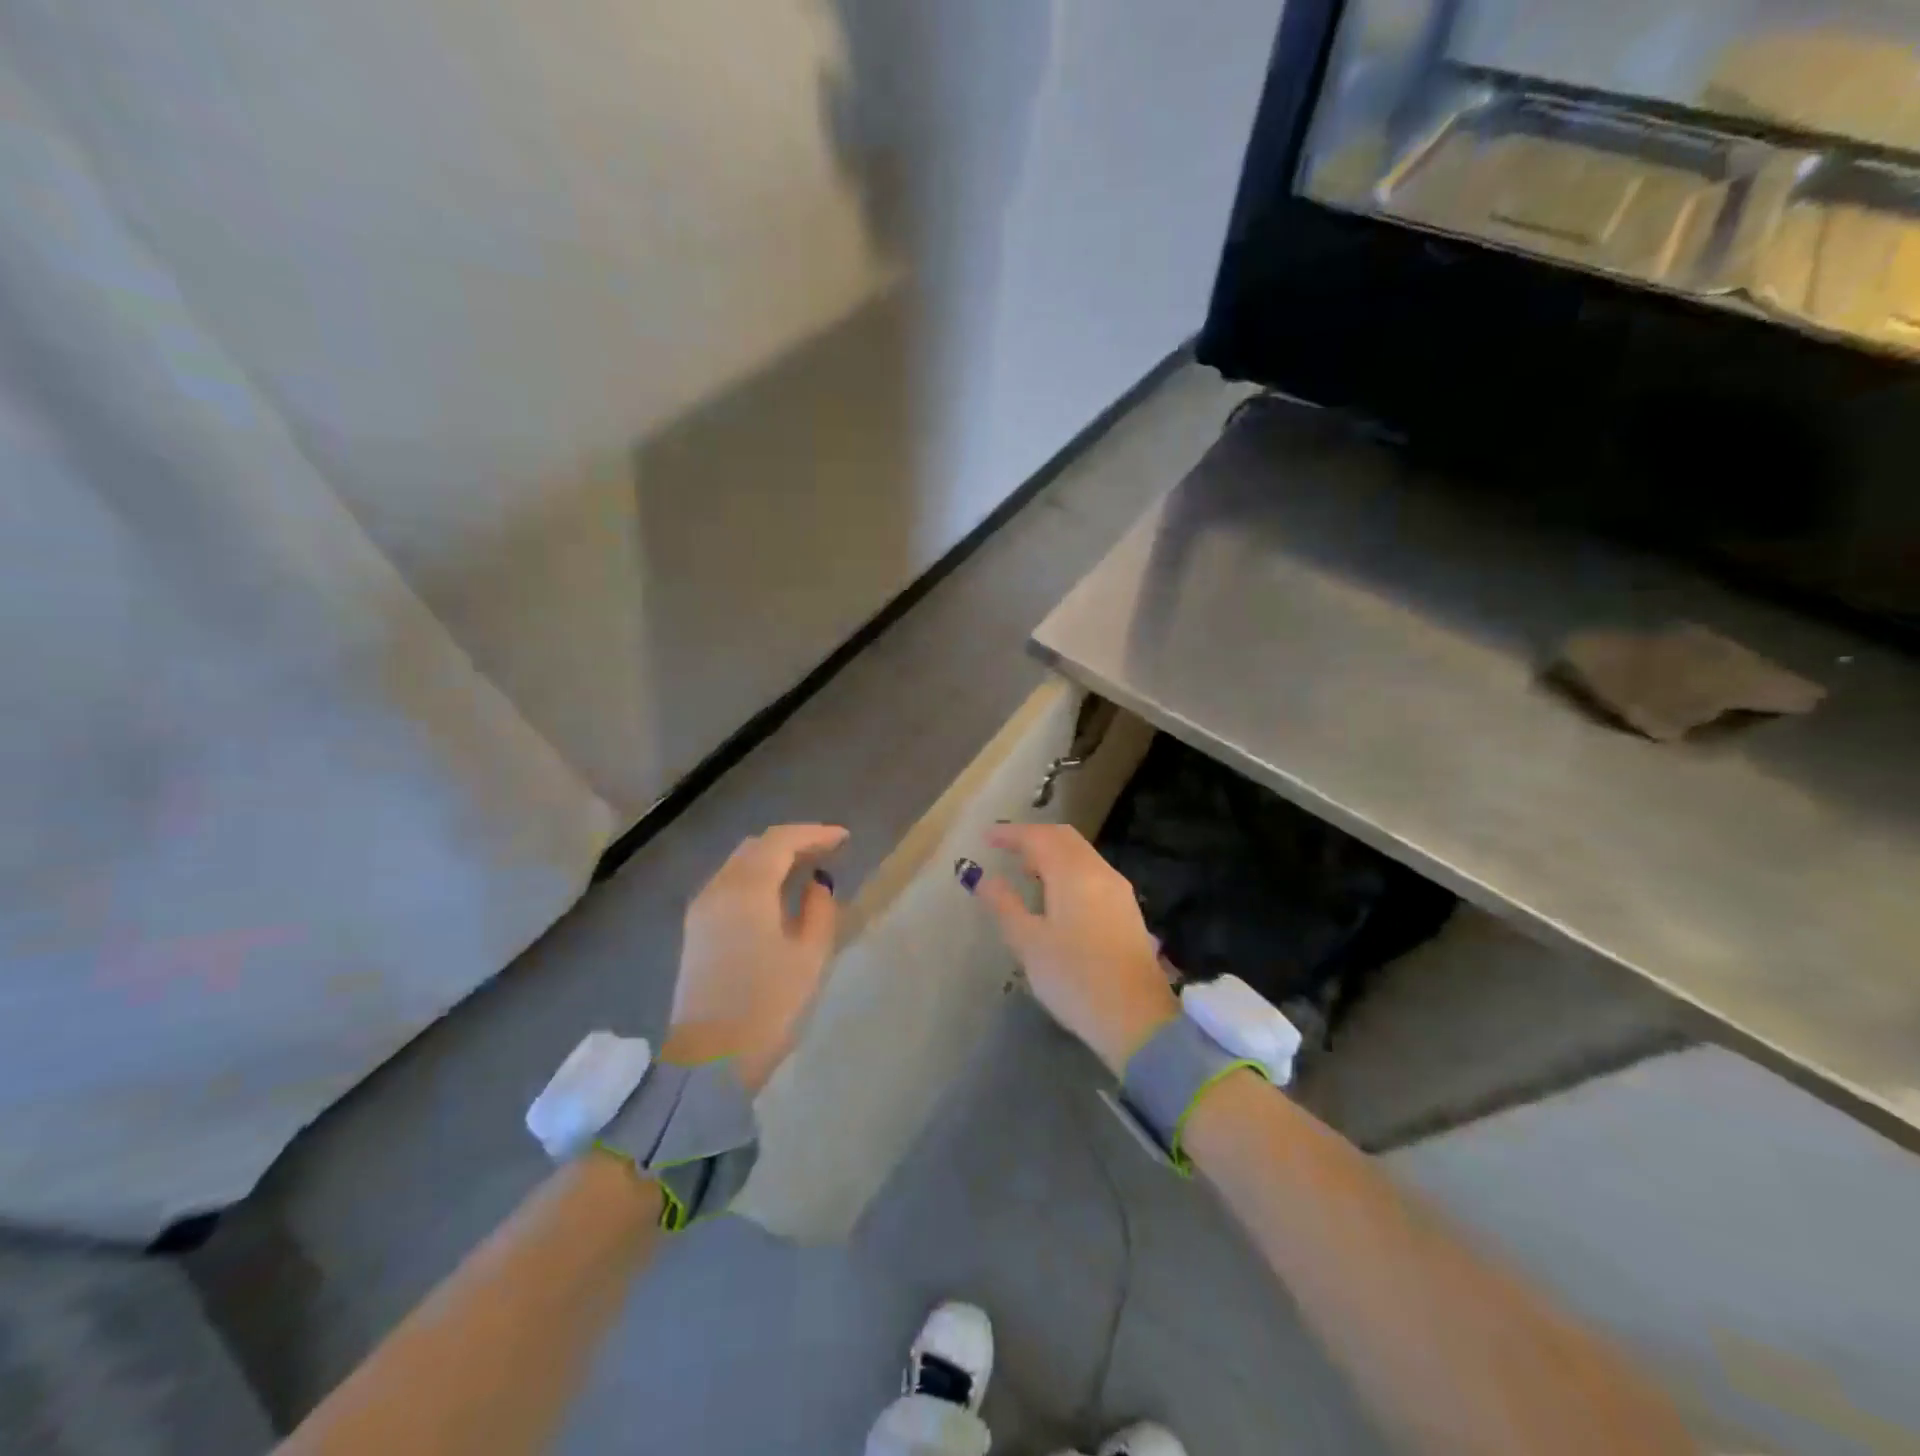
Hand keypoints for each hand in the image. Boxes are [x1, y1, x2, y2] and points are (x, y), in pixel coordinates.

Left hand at [664, 823, 847, 1093]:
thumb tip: (817, 884)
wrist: (709, 1060)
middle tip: (826, 849)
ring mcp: (701, 909)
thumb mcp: (809, 957)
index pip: (781, 841)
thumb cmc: (767, 1005)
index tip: (844, 838)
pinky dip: (755, 876)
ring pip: (739, 864)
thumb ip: (819, 910)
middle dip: (792, 841)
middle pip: (755, 846)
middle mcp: (718, 888)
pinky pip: (728, 884)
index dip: (814, 833)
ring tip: (805, 867)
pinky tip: (775, 893)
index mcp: (746, 889)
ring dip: (772, 858)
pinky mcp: (696, 930)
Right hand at [971, 824, 1178, 1074]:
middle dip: (1033, 837)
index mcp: (1074, 873)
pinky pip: (1092, 873)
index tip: (986, 836)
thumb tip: (985, 878)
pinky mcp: (1126, 910)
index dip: (1011, 833)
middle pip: (1064, 838)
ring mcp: (1118, 890)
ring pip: (1081, 855)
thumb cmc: (1075, 979)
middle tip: (1005, 848)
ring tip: (1026, 870)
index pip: (1039, 837)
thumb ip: (1005, 905)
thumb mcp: (1029, 943)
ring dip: (1052, 853)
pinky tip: (1055, 894)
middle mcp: (1100, 872)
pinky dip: (1068, 870)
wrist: (1137, 1018)